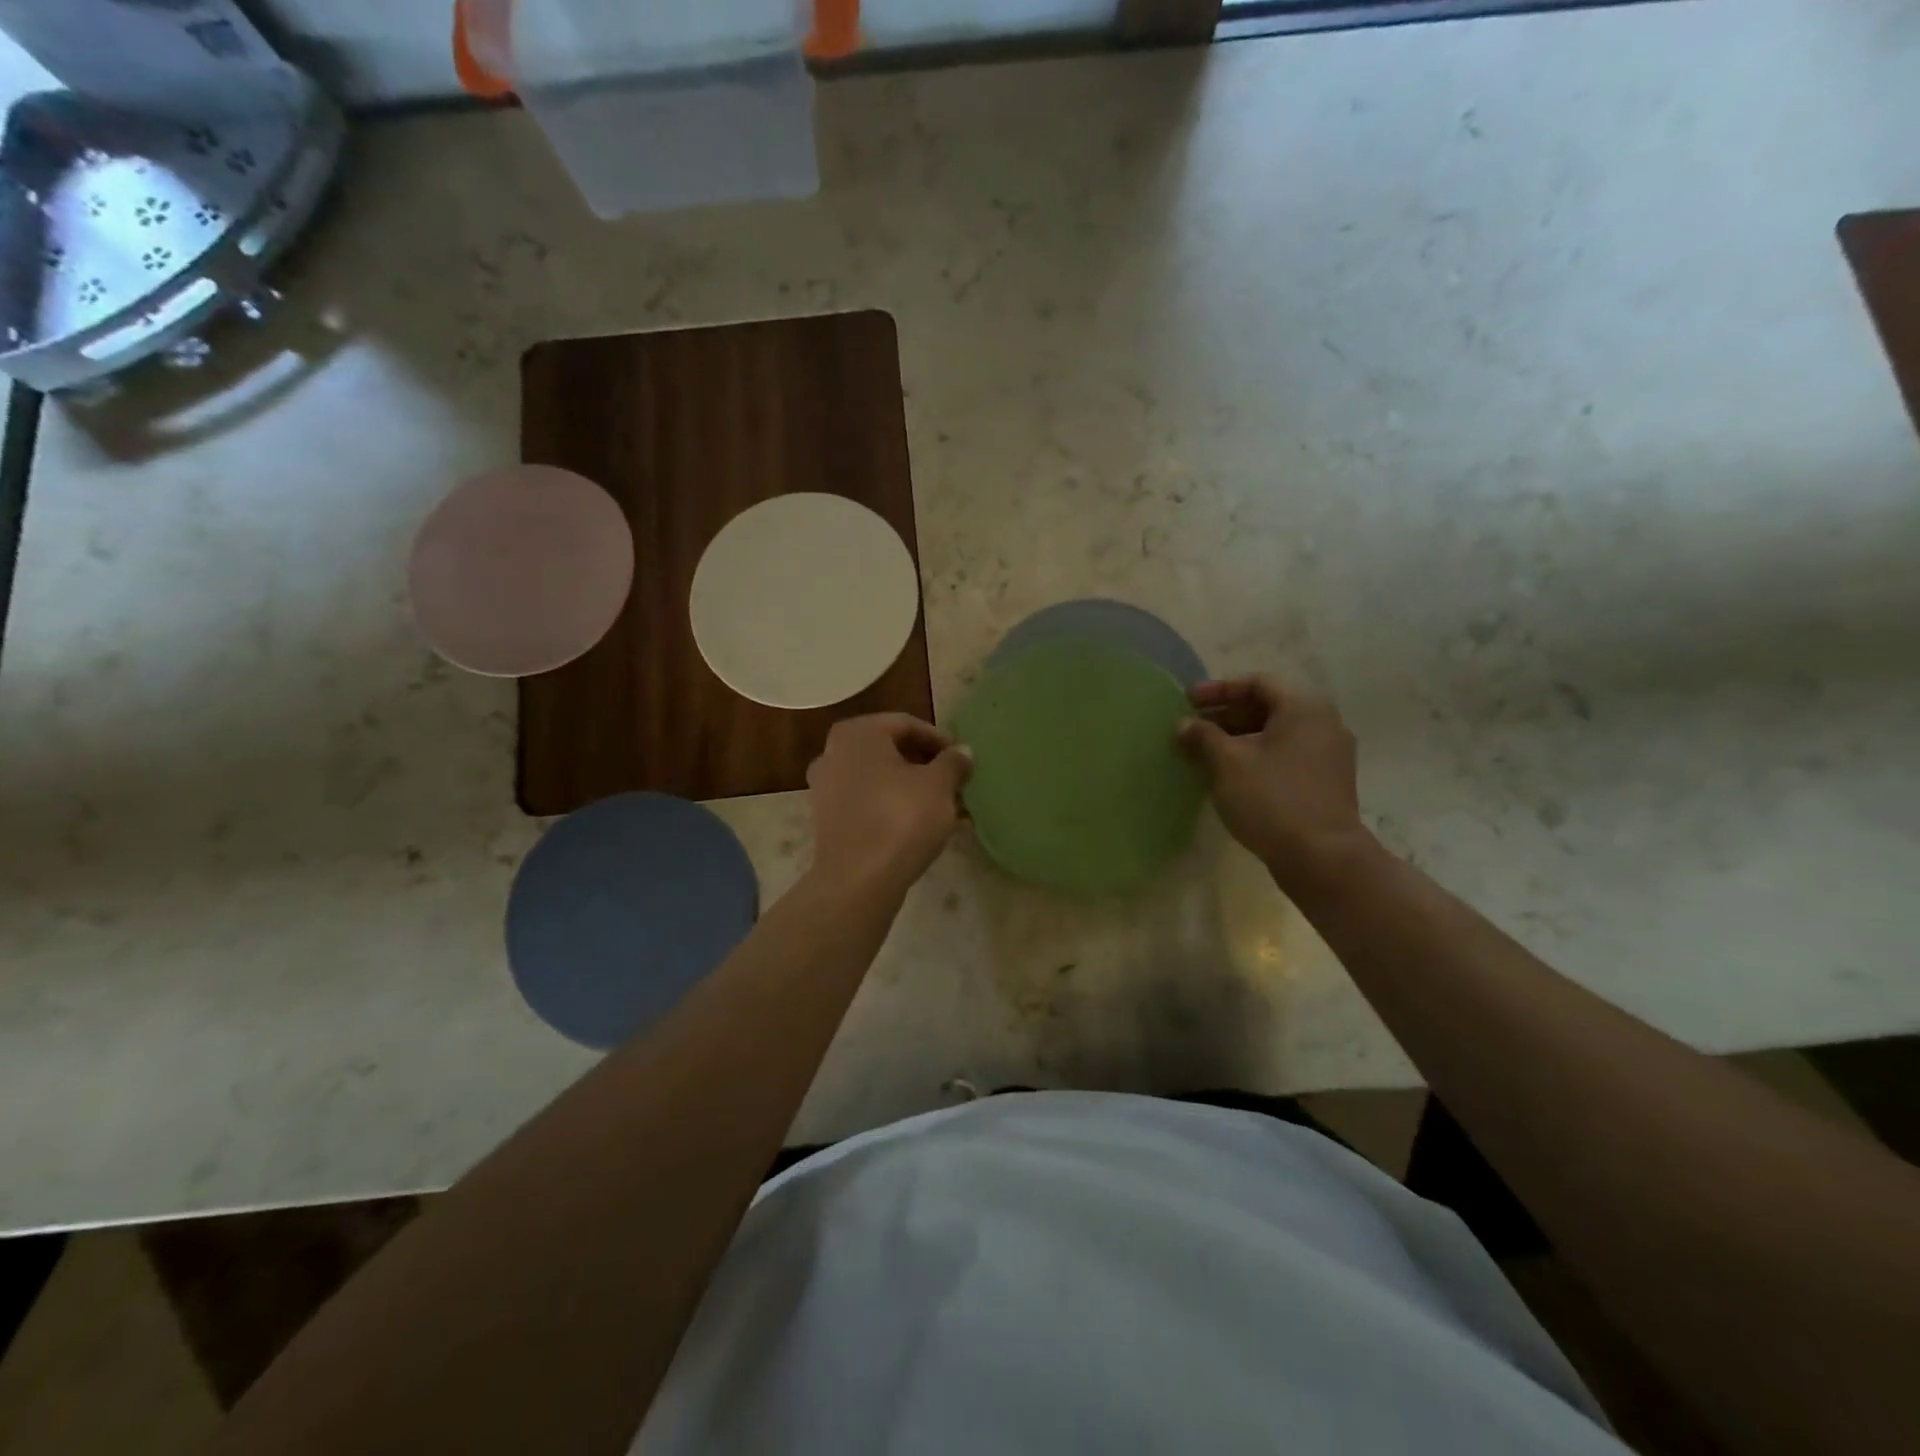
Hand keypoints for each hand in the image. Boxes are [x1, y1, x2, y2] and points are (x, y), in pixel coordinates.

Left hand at [805, 714, 972, 897]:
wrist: (858, 880)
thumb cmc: (901, 818)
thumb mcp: (939, 785)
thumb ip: (953, 762)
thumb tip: (963, 752)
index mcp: (856, 733)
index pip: (906, 724)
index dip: (939, 740)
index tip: (962, 760)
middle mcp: (833, 753)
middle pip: (890, 752)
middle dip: (925, 766)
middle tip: (955, 782)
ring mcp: (826, 788)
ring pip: (880, 780)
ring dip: (913, 789)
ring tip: (946, 807)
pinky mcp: (828, 821)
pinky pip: (868, 804)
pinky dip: (894, 808)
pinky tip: (923, 827)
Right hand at [1178, 675, 1373, 888]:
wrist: (1322, 857)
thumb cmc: (1272, 798)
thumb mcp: (1228, 763)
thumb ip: (1202, 736)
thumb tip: (1184, 725)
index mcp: (1303, 707)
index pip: (1256, 682)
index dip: (1218, 689)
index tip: (1187, 701)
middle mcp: (1323, 723)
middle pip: (1267, 706)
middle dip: (1225, 715)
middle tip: (1192, 727)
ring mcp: (1328, 755)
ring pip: (1275, 734)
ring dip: (1238, 737)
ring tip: (1204, 753)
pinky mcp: (1326, 782)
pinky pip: (1285, 756)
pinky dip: (1256, 756)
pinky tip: (1229, 774)